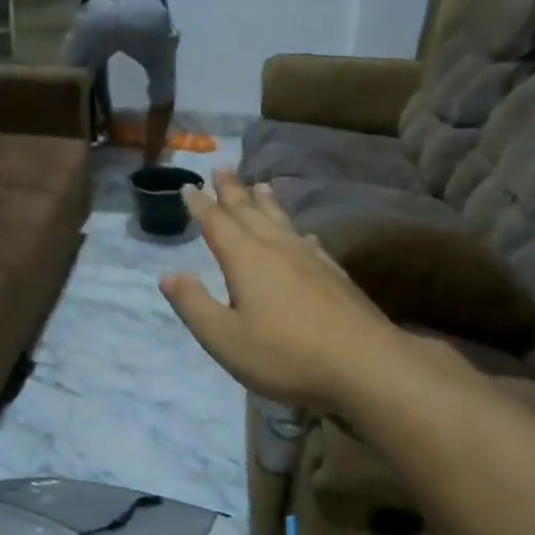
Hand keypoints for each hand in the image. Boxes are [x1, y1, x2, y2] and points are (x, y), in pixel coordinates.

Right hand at [161, 171, 414, 413]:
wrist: (366, 365)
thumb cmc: (285, 354)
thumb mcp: (224, 338)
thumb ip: (194, 305)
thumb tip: (168, 276)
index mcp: (245, 259)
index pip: (217, 223)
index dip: (200, 205)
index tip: (189, 186)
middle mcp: (277, 248)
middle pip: (250, 212)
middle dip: (233, 191)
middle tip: (222, 169)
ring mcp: (310, 260)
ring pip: (282, 221)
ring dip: (267, 203)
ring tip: (260, 186)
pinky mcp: (335, 276)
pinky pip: (309, 241)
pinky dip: (298, 231)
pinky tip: (304, 234)